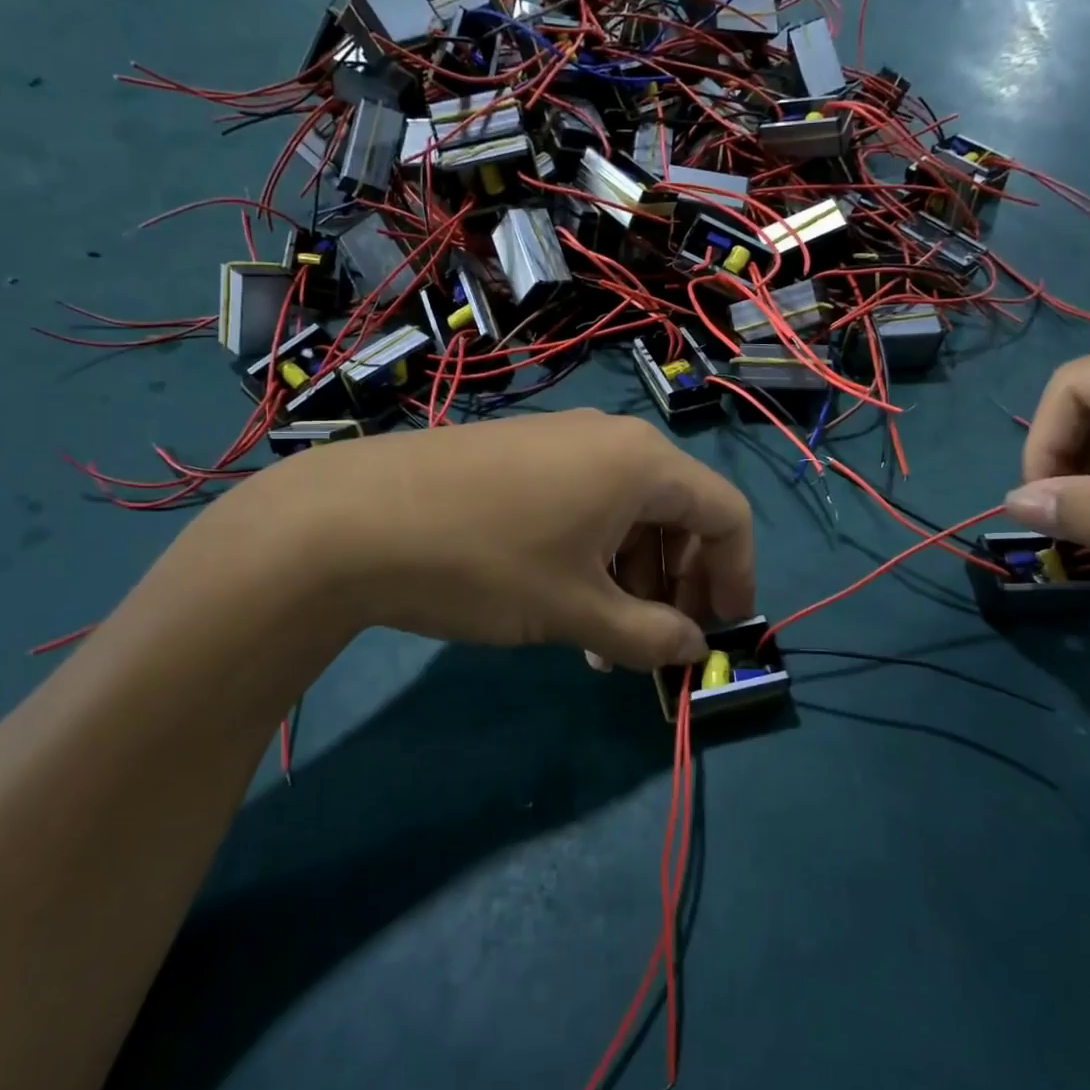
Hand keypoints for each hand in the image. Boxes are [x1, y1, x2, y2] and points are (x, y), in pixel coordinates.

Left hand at [206, 410, 754, 670]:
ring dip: (632, 576)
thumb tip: (693, 649)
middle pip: (678, 512)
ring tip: (606, 640)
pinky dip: (593, 554)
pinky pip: (584, 503)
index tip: (723, 630)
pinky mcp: (521, 454)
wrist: (352, 519)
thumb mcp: (577, 611)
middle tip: (661, 641)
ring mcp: (562, 441)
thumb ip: (651, 636)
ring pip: (627, 512)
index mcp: (644, 464)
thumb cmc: (486, 563)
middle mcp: (612, 440)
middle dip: (680, 582)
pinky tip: (565, 601)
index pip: (726, 515)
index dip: (737, 575)